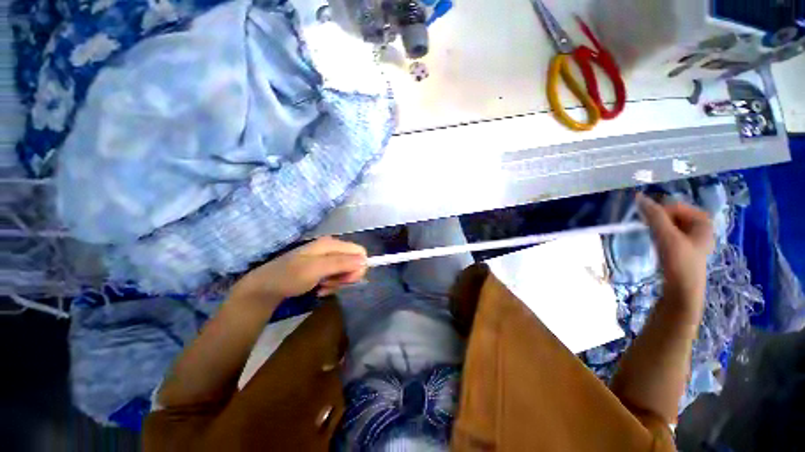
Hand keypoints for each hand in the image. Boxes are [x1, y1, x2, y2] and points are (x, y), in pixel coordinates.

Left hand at [231, 237, 366, 309]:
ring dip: (339, 282)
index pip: (359, 252)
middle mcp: (332, 248)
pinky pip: (337, 275)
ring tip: (324, 288)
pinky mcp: (323, 267)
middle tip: (333, 285)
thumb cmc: (289, 276)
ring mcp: (327, 258)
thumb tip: (365, 261)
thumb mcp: (315, 269)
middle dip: (347, 276)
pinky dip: (332, 284)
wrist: (265, 287)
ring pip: (346, 270)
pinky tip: (321, 289)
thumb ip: (341, 263)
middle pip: (354, 261)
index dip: (359, 267)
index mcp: (332, 244)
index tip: (348, 280)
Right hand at [638, 193, 713, 316]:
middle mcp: (701, 229)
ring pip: (672, 226)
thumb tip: (638, 197)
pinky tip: (656, 244)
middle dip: (660, 219)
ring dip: (659, 227)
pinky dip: (661, 236)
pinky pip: (671, 235)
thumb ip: (654, 216)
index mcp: (704, 223)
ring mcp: (693, 241)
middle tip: (648, 228)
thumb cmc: (679, 262)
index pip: (677, 206)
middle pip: (675, 216)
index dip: (661, 211)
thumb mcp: (666, 236)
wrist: (682, 291)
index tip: (648, 221)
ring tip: (651, 236)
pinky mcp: (685, 251)